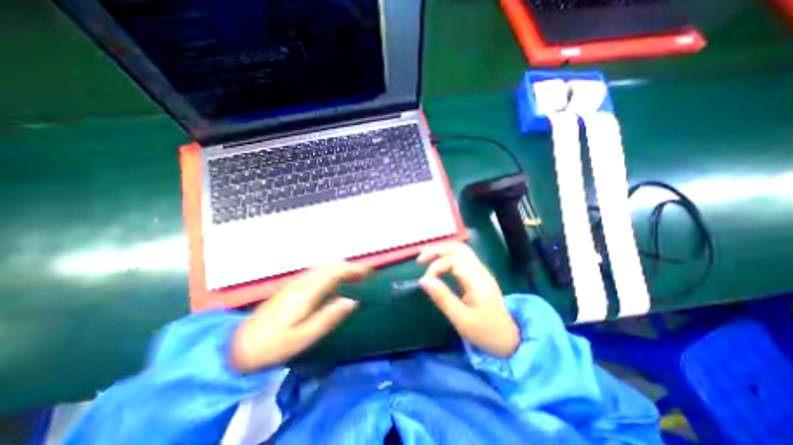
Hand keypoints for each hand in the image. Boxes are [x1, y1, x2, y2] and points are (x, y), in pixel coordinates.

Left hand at [225, 263, 367, 373]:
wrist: (237, 347)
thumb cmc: (272, 346)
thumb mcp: (303, 337)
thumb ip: (328, 318)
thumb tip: (352, 301)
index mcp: (305, 293)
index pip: (333, 273)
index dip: (352, 269)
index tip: (368, 270)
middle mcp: (300, 283)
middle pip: (328, 266)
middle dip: (349, 267)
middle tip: (365, 274)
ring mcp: (294, 284)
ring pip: (322, 268)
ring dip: (340, 268)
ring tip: (354, 277)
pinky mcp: (290, 288)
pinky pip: (316, 273)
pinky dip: (330, 273)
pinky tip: (334, 282)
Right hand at [416, 243, 520, 357]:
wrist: (508, 339)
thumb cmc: (484, 331)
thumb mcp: (461, 319)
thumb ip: (442, 297)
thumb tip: (423, 280)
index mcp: (477, 280)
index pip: (453, 260)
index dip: (436, 266)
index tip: (426, 281)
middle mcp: (480, 270)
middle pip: (458, 248)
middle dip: (437, 250)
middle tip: (420, 260)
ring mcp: (480, 271)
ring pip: (460, 250)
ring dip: (441, 251)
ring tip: (426, 259)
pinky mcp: (478, 274)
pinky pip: (462, 257)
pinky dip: (447, 256)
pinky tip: (438, 263)